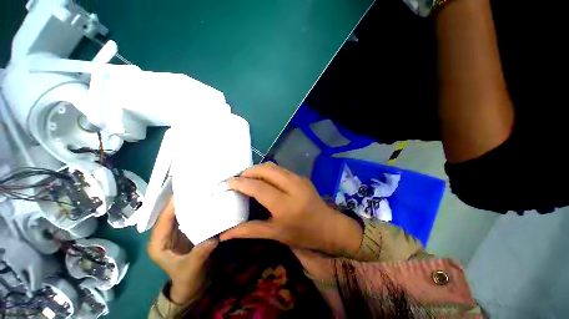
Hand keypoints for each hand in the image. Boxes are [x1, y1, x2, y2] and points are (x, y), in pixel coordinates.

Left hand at [148, 198, 217, 303]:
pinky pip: (188, 217)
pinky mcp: (185, 231)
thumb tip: (214, 236)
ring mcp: (175, 232)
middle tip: (195, 186)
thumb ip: (200, 253)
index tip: (182, 192)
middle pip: (170, 214)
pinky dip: (195, 209)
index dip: (171, 206)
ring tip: (201, 190)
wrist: (192, 285)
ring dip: (189, 203)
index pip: (163, 221)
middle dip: (180, 200)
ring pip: (179, 214)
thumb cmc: (187, 278)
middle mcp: (164, 235)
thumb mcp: (192, 267)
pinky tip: (205, 202)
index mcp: (158, 244)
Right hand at [220, 162, 362, 256]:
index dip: (241, 182)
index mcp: (285, 205)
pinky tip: (265, 180)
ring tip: (249, 178)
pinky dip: (269, 171)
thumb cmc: (302, 234)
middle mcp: (293, 187)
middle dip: (249, 171)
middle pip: (266, 170)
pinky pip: (281, 169)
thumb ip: (249, 231)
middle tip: (238, 179)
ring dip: (259, 169)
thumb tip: (224, 234)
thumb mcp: (275, 234)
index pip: (258, 187)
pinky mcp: (302, 177)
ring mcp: (299, 179)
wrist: (328, 227)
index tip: (228, 182)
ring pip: (274, 167)